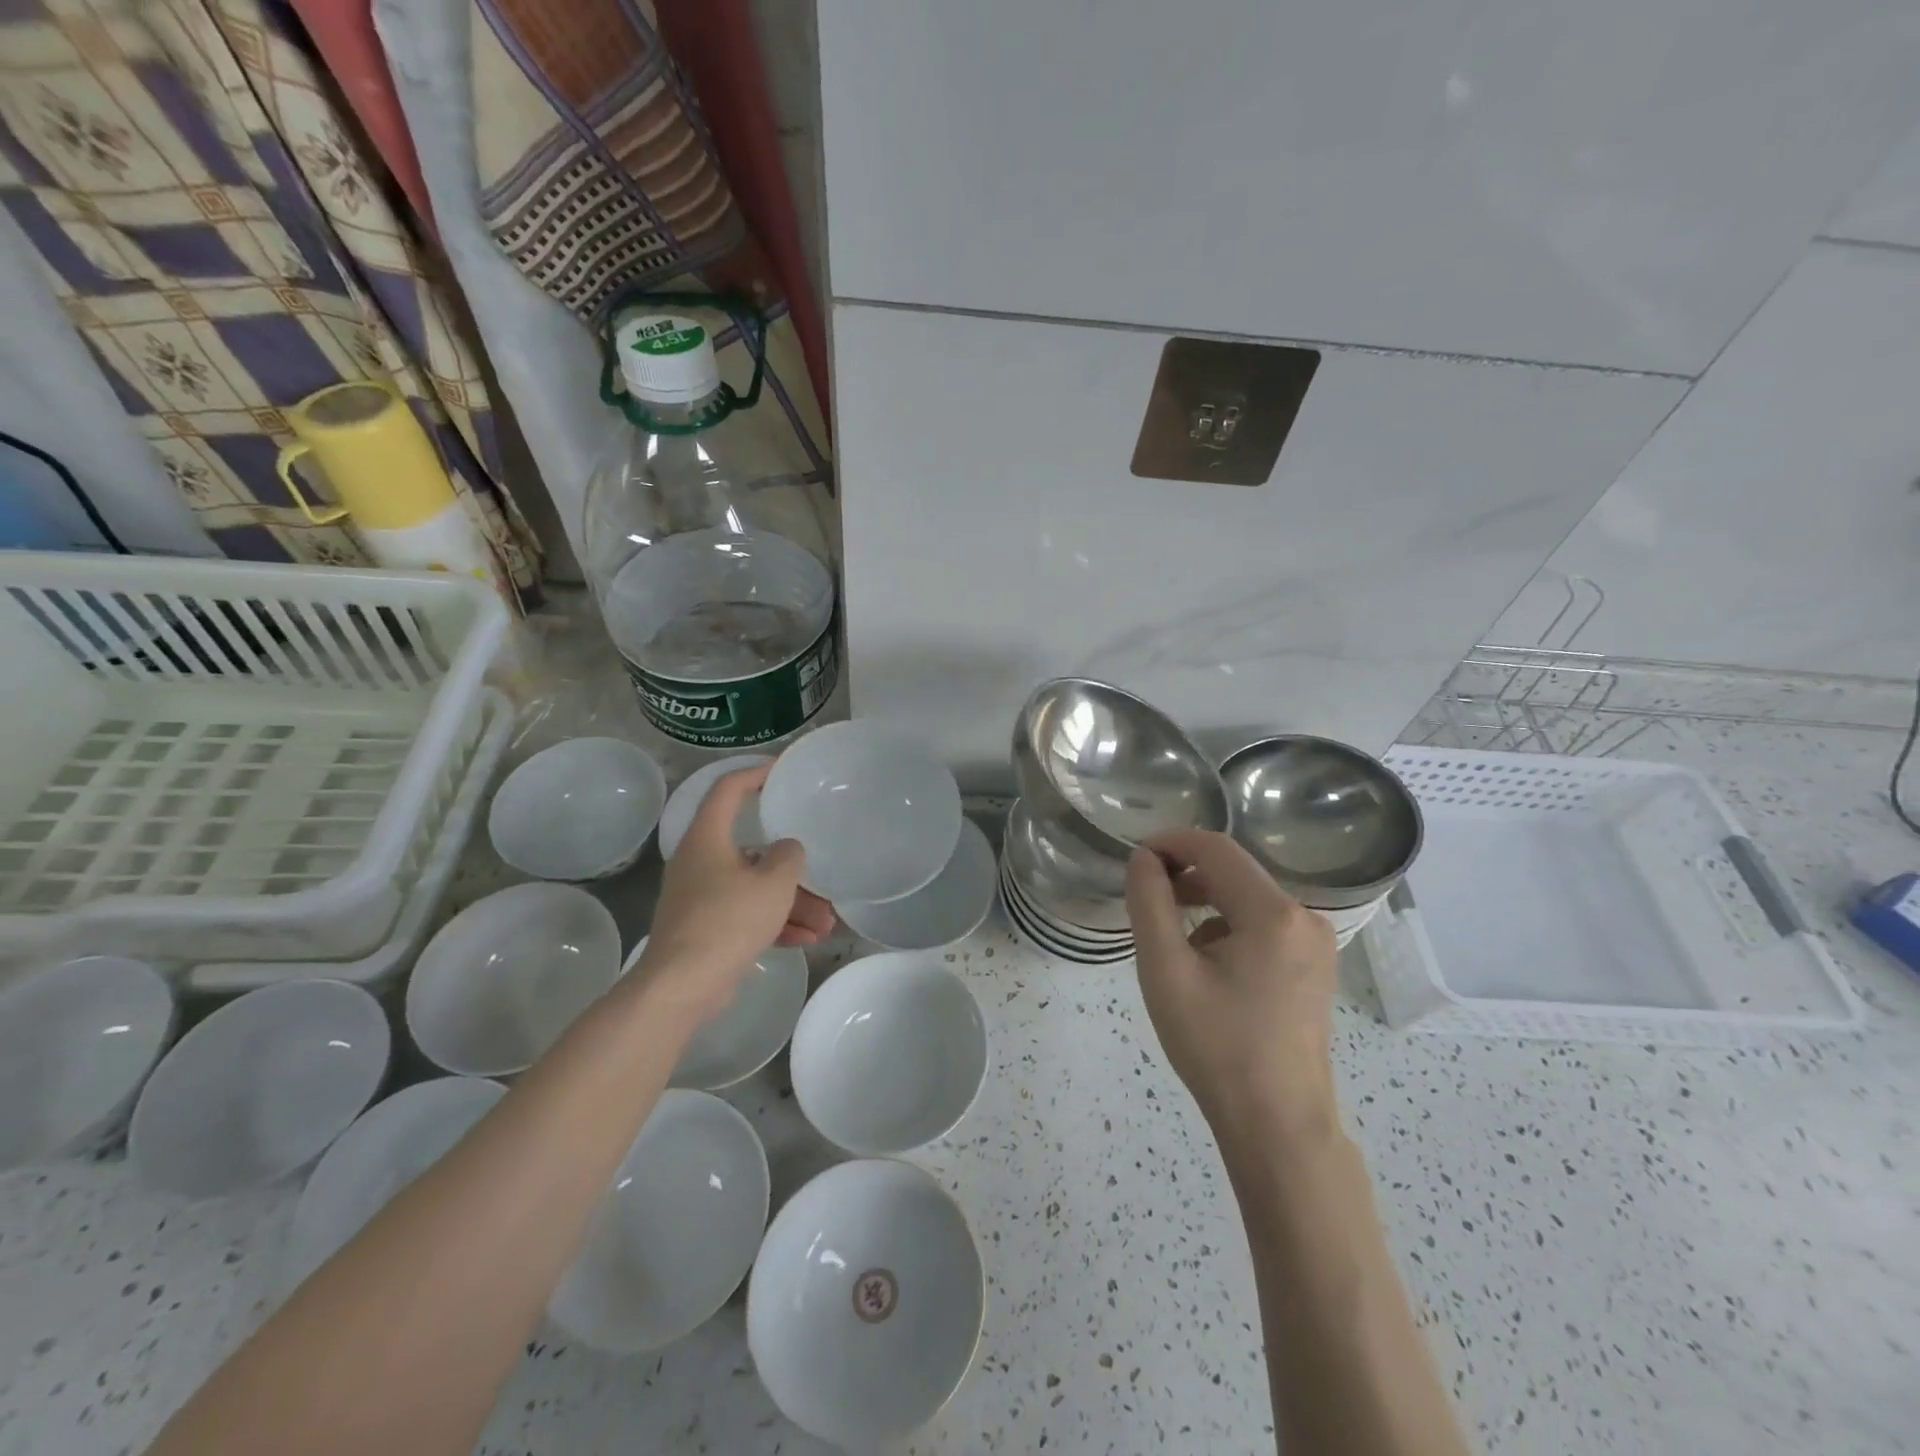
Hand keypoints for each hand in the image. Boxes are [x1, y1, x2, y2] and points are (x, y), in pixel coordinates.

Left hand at [634, 765, 834, 1023]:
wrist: (682, 985)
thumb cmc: (728, 920)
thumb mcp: (772, 883)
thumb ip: (788, 856)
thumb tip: (787, 848)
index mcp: (707, 838)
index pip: (728, 789)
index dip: (756, 773)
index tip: (784, 770)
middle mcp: (700, 861)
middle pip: (752, 850)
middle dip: (792, 868)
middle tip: (822, 873)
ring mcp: (701, 897)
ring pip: (754, 888)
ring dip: (791, 902)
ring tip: (827, 922)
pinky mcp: (705, 928)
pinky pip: (746, 915)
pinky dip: (775, 923)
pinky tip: (808, 939)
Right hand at [1125, 828, 1338, 1139]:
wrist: (1277, 1125)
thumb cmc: (1216, 1045)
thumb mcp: (1166, 970)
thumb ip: (1149, 903)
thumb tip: (1144, 858)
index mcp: (1274, 914)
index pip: (1216, 849)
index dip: (1171, 842)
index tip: (1135, 858)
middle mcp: (1305, 918)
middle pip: (1234, 872)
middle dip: (1186, 875)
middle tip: (1146, 900)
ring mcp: (1316, 944)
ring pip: (1247, 899)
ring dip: (1205, 903)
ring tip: (1171, 941)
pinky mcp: (1314, 966)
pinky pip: (1263, 925)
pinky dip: (1228, 927)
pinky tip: (1206, 965)